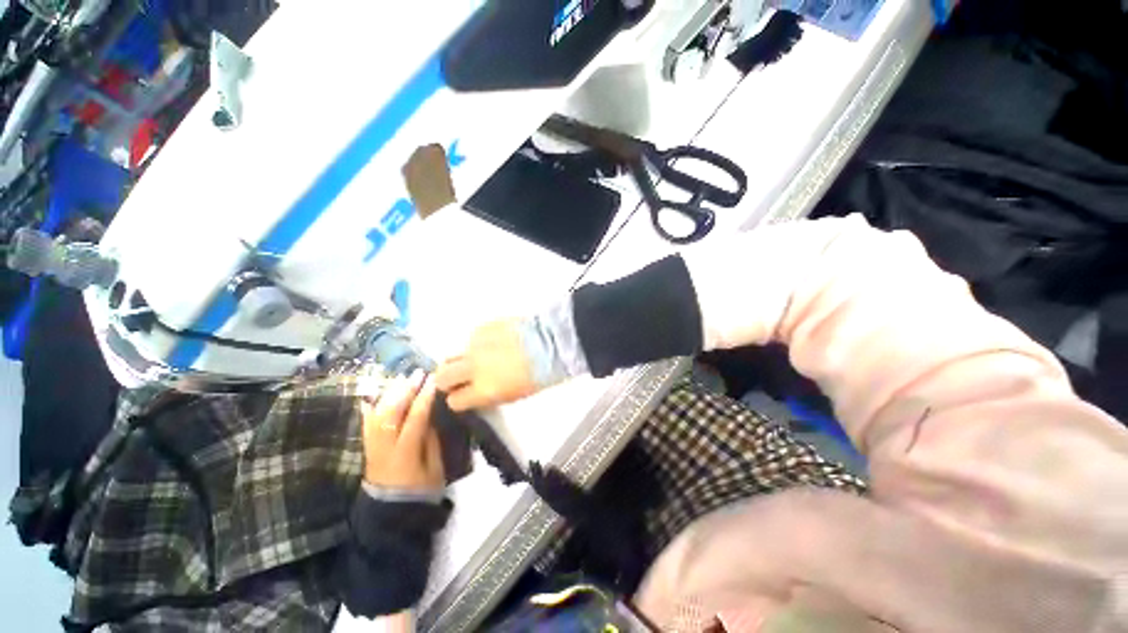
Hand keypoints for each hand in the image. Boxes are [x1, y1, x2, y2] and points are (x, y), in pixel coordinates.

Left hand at [361, 370, 443, 490]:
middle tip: (418, 373)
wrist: (392, 513)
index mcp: (405, 452)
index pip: (415, 417)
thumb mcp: (434, 467)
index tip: (433, 380)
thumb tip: (430, 416)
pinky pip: (365, 424)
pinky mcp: (367, 449)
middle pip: (392, 411)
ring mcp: (372, 447)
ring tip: (402, 378)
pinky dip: (368, 409)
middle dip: (406, 389)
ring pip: (377, 414)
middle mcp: (384, 446)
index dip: (424, 397)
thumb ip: (431, 440)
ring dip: (390, 393)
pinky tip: (371, 396)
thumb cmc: (421, 490)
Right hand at [435, 320, 538, 411]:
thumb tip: (474, 392)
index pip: (454, 401)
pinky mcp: (482, 327)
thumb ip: (488, 395)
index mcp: (483, 390)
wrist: (550, 342)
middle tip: (458, 377)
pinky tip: (492, 342)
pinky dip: (476, 343)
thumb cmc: (538, 374)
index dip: (458, 399)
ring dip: (460, 359)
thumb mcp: (512, 395)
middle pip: (442, 377)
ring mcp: (475, 345)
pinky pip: (470, 338)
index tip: (462, 395)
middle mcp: (473, 368)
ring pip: (452, 355)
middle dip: (447, 379)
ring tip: (477, 357)